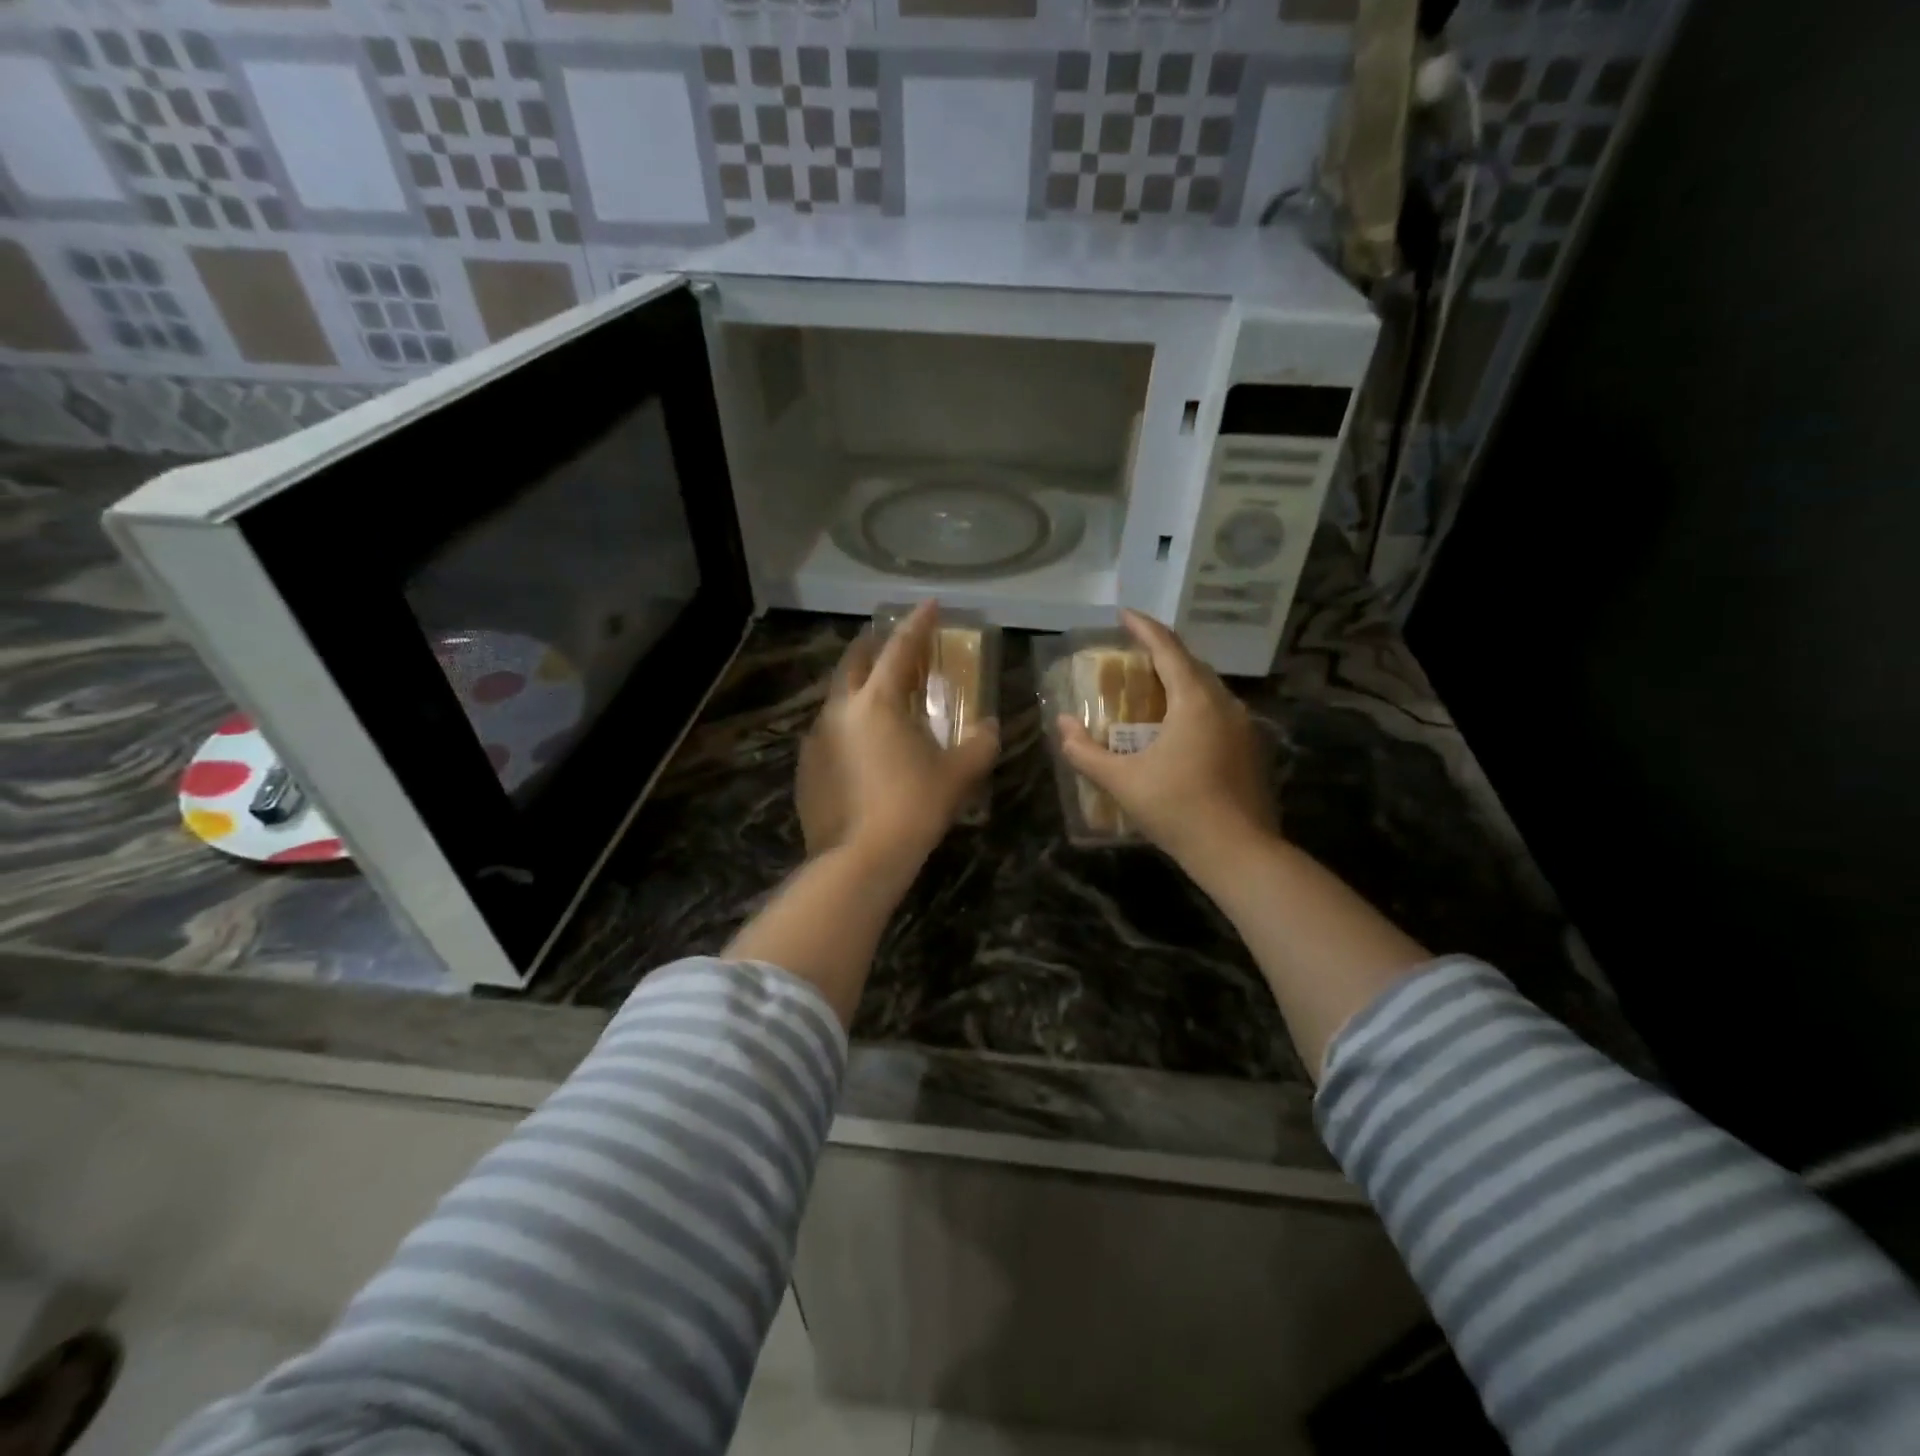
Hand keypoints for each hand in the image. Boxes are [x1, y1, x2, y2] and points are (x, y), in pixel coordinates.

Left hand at [797, 602, 999, 861]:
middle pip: (855, 661)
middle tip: (896, 646)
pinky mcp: (805, 767)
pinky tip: (863, 748)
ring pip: (838, 697)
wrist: (859, 860)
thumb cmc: (913, 808)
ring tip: (882, 699)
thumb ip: (980, 744)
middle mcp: (840, 710)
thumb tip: (990, 728)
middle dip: (876, 646)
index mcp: (878, 702)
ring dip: (860, 688)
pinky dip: (849, 726)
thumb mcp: (958, 775)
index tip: (929, 604)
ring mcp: (816, 738)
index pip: (900, 649)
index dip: (918, 624)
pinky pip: (829, 733)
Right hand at [1057, 609, 1276, 872]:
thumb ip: (1086, 751)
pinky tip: (1177, 729)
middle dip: (1161, 654)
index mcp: (1195, 701)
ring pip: (1208, 689)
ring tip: (1151, 691)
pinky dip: (1194, 706)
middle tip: (1131, 657)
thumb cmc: (1178, 809)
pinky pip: (1218, 712)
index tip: (1124, 614)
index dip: (1144, 628)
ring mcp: (1244, 726)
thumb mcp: (1122, 781)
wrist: (1239, 852)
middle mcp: (1225, 704)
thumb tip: (1062, 724)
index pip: (1168, 649)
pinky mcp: (1251, 749)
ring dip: (1180, 681)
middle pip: (1191, 665)